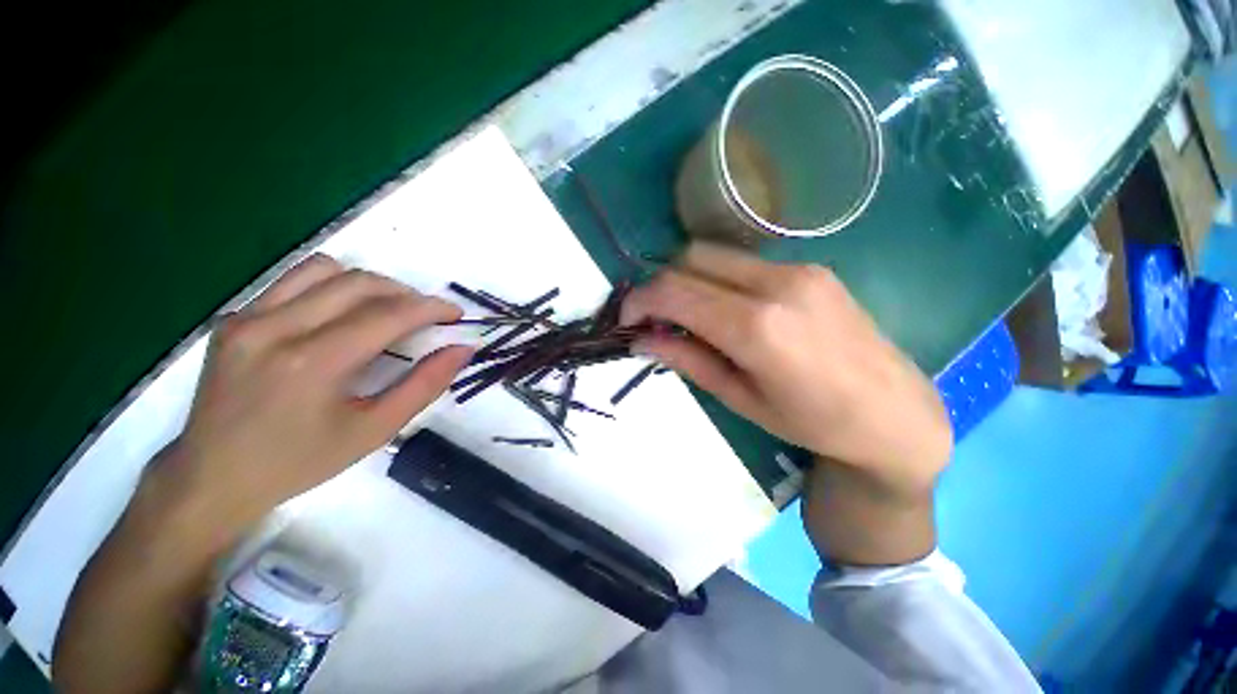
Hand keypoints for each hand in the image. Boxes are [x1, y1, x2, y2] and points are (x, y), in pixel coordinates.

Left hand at [154, 254, 472, 527]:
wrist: (210, 478)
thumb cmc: (299, 462)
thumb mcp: (375, 431)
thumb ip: (424, 385)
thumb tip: (462, 349)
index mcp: (312, 362)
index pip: (388, 314)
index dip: (431, 308)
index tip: (455, 314)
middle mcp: (275, 327)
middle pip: (359, 283)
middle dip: (406, 293)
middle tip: (426, 316)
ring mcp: (247, 318)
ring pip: (324, 270)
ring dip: (368, 284)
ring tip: (386, 310)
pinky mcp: (234, 318)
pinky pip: (292, 281)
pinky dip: (330, 287)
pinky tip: (340, 316)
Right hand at [622, 243, 950, 496]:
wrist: (895, 412)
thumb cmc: (813, 422)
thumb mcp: (739, 399)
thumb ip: (687, 359)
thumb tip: (641, 338)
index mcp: (756, 327)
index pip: (675, 291)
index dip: (640, 300)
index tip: (627, 319)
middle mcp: (775, 284)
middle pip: (690, 259)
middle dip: (660, 284)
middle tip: (653, 317)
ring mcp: (797, 269)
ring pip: (715, 254)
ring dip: (687, 278)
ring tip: (686, 313)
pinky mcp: (810, 266)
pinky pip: (743, 262)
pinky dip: (716, 278)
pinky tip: (724, 308)